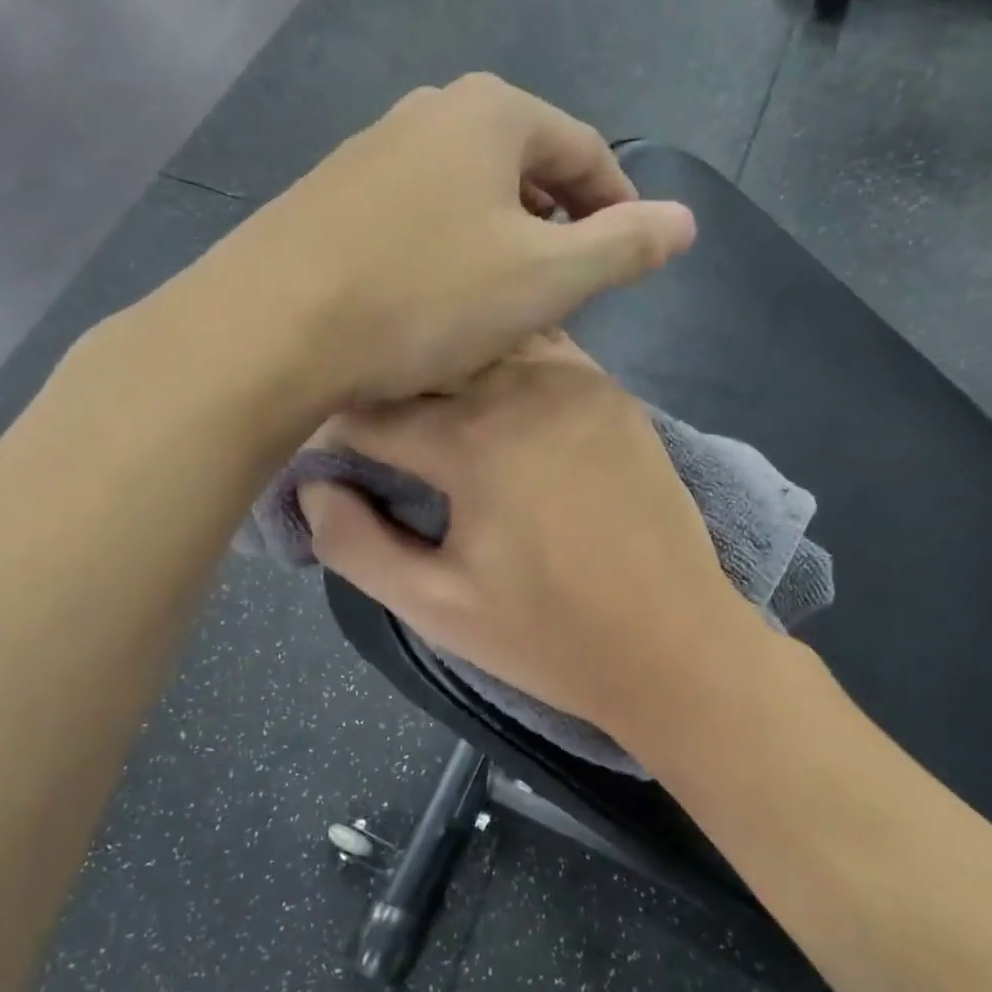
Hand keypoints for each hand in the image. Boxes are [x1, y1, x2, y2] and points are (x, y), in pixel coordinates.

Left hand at [197, 75, 695, 405]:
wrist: (273, 327)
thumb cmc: (424, 298)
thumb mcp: (544, 279)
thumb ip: (622, 245)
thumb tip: (686, 220)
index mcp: (490, 113)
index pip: (582, 148)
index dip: (616, 202)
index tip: (628, 254)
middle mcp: (426, 111)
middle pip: (519, 165)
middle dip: (553, 220)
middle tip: (566, 284)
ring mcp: (369, 151)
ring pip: (462, 192)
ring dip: (496, 238)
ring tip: (504, 299)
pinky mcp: (328, 197)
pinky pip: (412, 216)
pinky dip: (442, 250)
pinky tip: (432, 299)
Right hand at [300, 335, 754, 734]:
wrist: (678, 646)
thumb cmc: (550, 636)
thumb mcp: (436, 607)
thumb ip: (356, 545)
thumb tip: (314, 488)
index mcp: (474, 441)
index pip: (372, 412)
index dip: (333, 432)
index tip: (320, 453)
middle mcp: (525, 387)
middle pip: (427, 364)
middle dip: (386, 389)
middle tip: (367, 429)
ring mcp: (580, 383)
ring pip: (486, 345)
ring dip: (445, 369)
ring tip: (426, 408)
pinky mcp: (614, 396)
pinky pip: (542, 353)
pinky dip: (502, 365)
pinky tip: (492, 399)